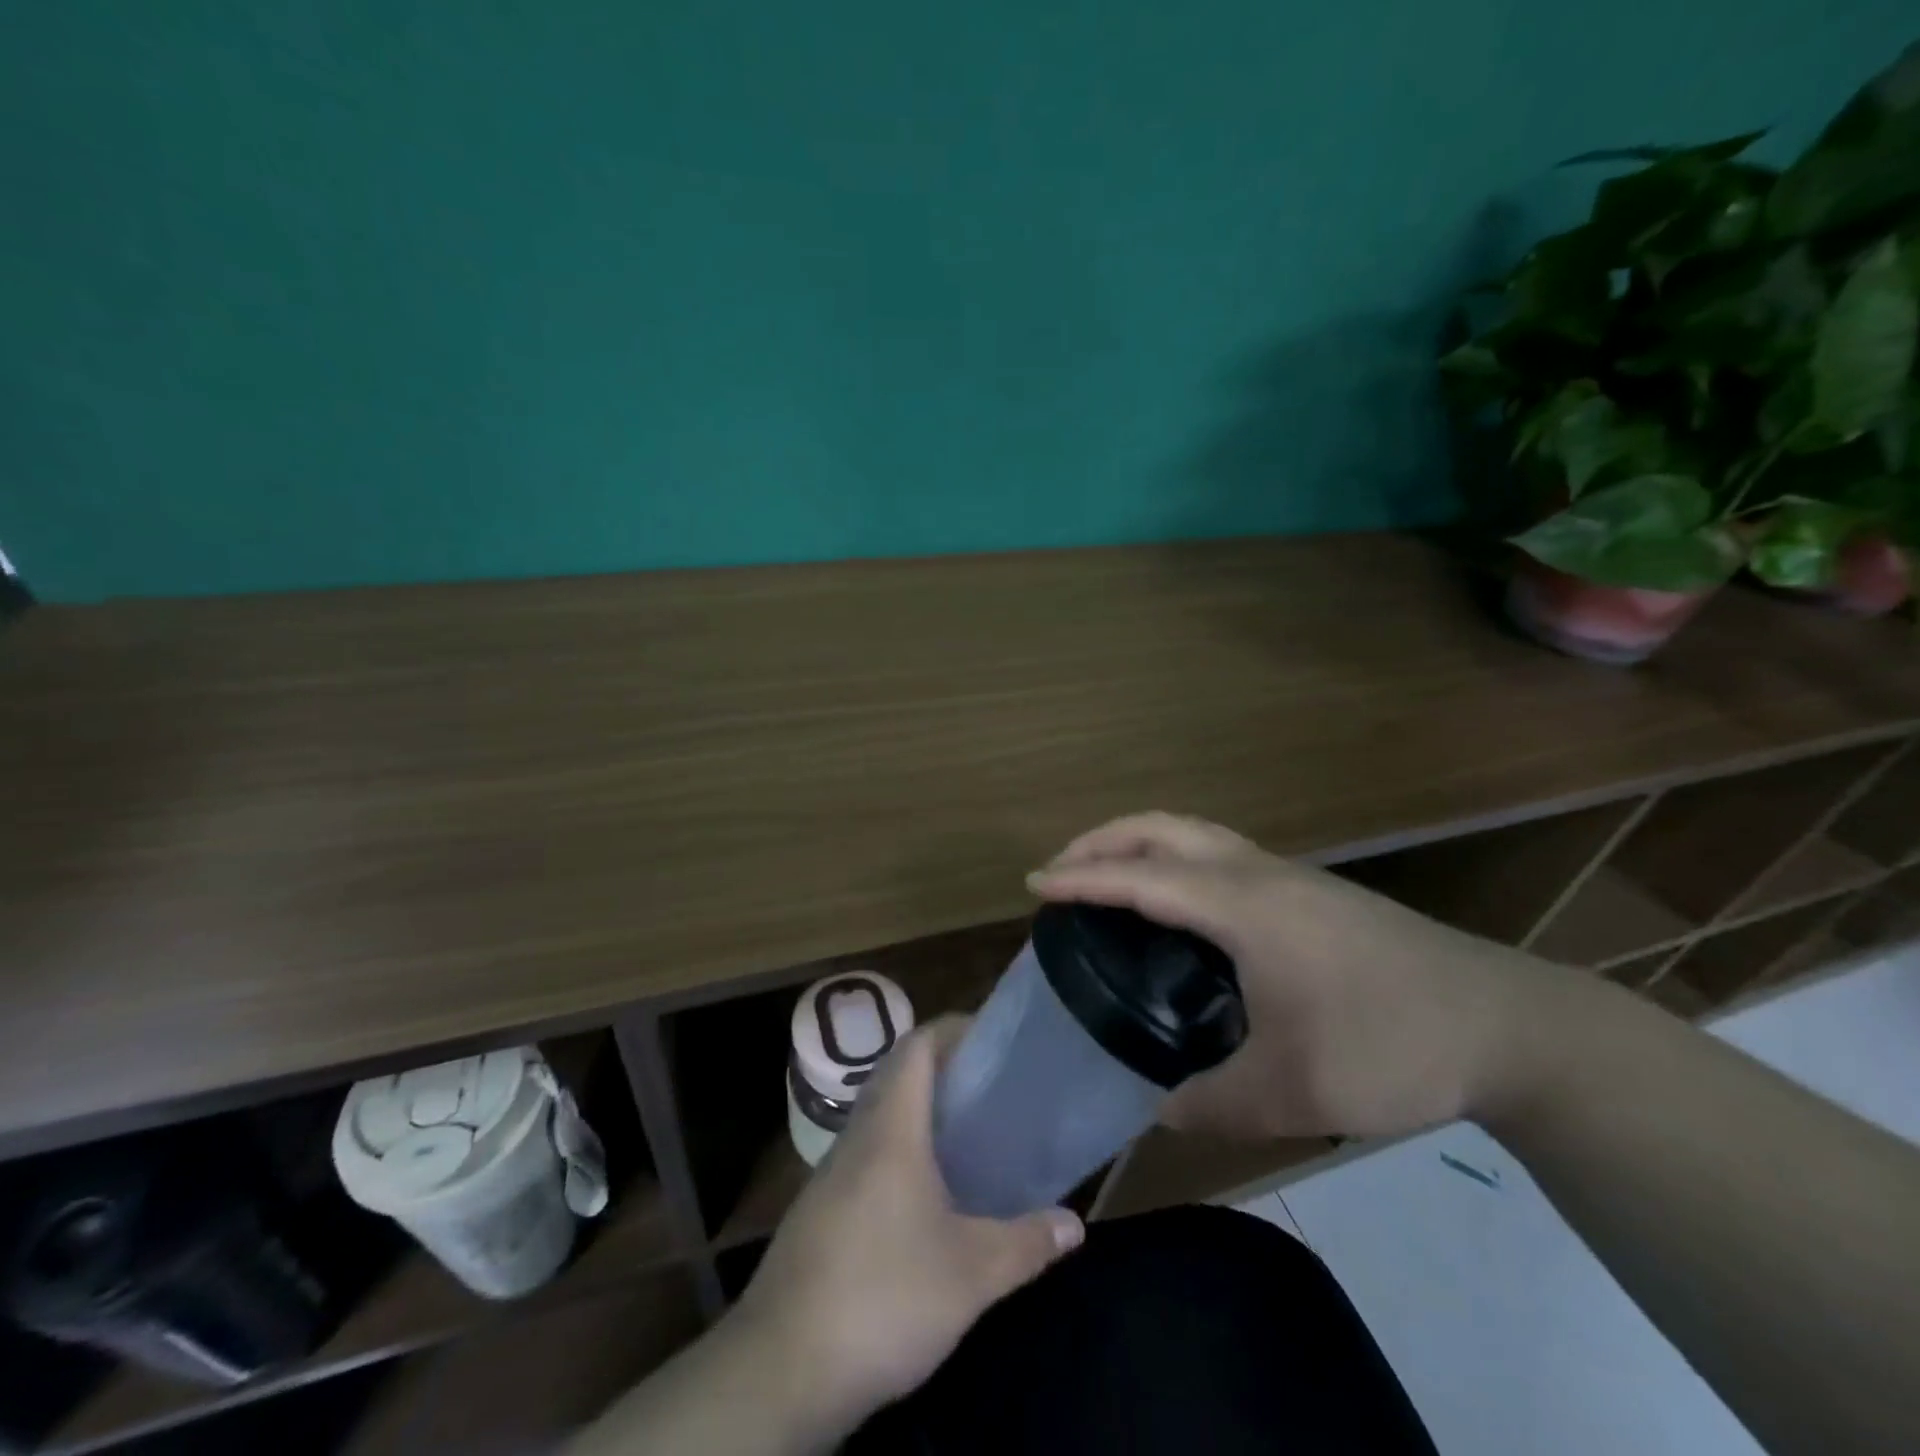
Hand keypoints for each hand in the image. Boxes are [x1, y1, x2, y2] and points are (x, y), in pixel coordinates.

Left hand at [728, 1019, 1083, 1433]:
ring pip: (879, 1116)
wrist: (782, 1367)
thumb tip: (1075, 1225)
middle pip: (896, 1075)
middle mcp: (857, 1136)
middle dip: (942, 1068)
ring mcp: (831, 1172)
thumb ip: (1026, 1244)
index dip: (951, 1029)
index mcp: (891, 1129)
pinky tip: (924, 1193)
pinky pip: (865, 1154)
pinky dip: (898, 1149)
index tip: (990, 1035)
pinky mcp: (819, 1209)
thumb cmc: (884, 1297)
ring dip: (918, 1111)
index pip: (916, 1047)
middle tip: (989, 1084)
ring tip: (966, 1133)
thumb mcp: (970, 1274)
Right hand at [1027, 812, 1566, 1139]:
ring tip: (1105, 877)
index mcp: (1244, 906)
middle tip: (1061, 872)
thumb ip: (1211, 1101)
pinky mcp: (1308, 889)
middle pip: (1164, 828)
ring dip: (1140, 841)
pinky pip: (1218, 851)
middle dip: (1103, 839)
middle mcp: (1258, 872)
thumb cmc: (1393, 1045)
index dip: (1084, 878)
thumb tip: (1152, 1105)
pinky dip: (1174, 857)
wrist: (1507, 1024)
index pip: (1144, 878)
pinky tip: (1175, 904)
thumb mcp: (1294, 1091)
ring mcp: (1287, 874)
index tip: (1034, 885)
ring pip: (1194, 831)